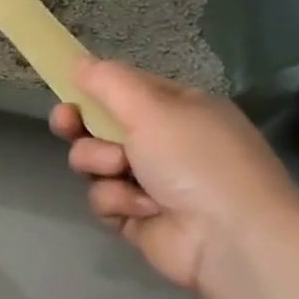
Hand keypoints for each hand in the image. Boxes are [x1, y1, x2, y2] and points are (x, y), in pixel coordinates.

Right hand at [49, 59, 298, 292]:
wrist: (230, 238)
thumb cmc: (196, 159)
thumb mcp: (152, 107)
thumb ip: (108, 81)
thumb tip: (76, 60)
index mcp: (178, 110)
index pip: (125, 91)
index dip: (94, 90)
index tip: (68, 92)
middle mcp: (164, 143)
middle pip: (101, 127)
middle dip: (81, 127)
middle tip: (67, 125)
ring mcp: (149, 182)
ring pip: (95, 163)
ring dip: (101, 165)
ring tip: (122, 172)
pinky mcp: (136, 217)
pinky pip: (103, 199)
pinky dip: (116, 202)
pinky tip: (142, 208)